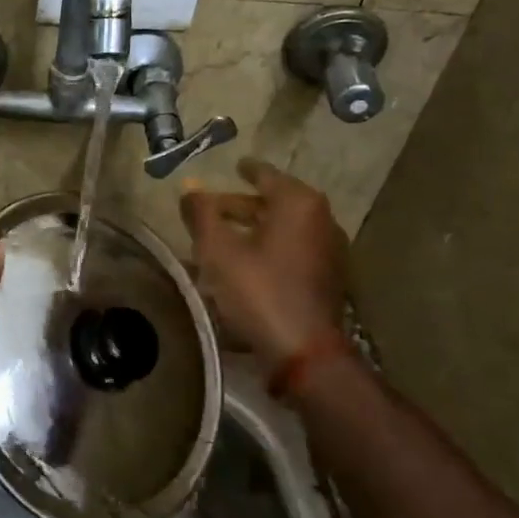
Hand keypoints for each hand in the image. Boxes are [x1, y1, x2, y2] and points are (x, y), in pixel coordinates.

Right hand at [181, 159, 348, 370]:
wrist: (304, 352)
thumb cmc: (259, 291)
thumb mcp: (218, 250)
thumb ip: (201, 214)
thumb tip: (189, 188)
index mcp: (298, 203)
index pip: (266, 174)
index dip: (246, 170)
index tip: (234, 165)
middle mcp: (321, 220)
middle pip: (273, 203)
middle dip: (240, 206)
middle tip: (211, 210)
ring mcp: (329, 250)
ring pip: (282, 230)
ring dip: (252, 231)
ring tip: (220, 240)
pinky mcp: (327, 278)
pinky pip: (291, 251)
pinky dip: (267, 250)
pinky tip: (242, 265)